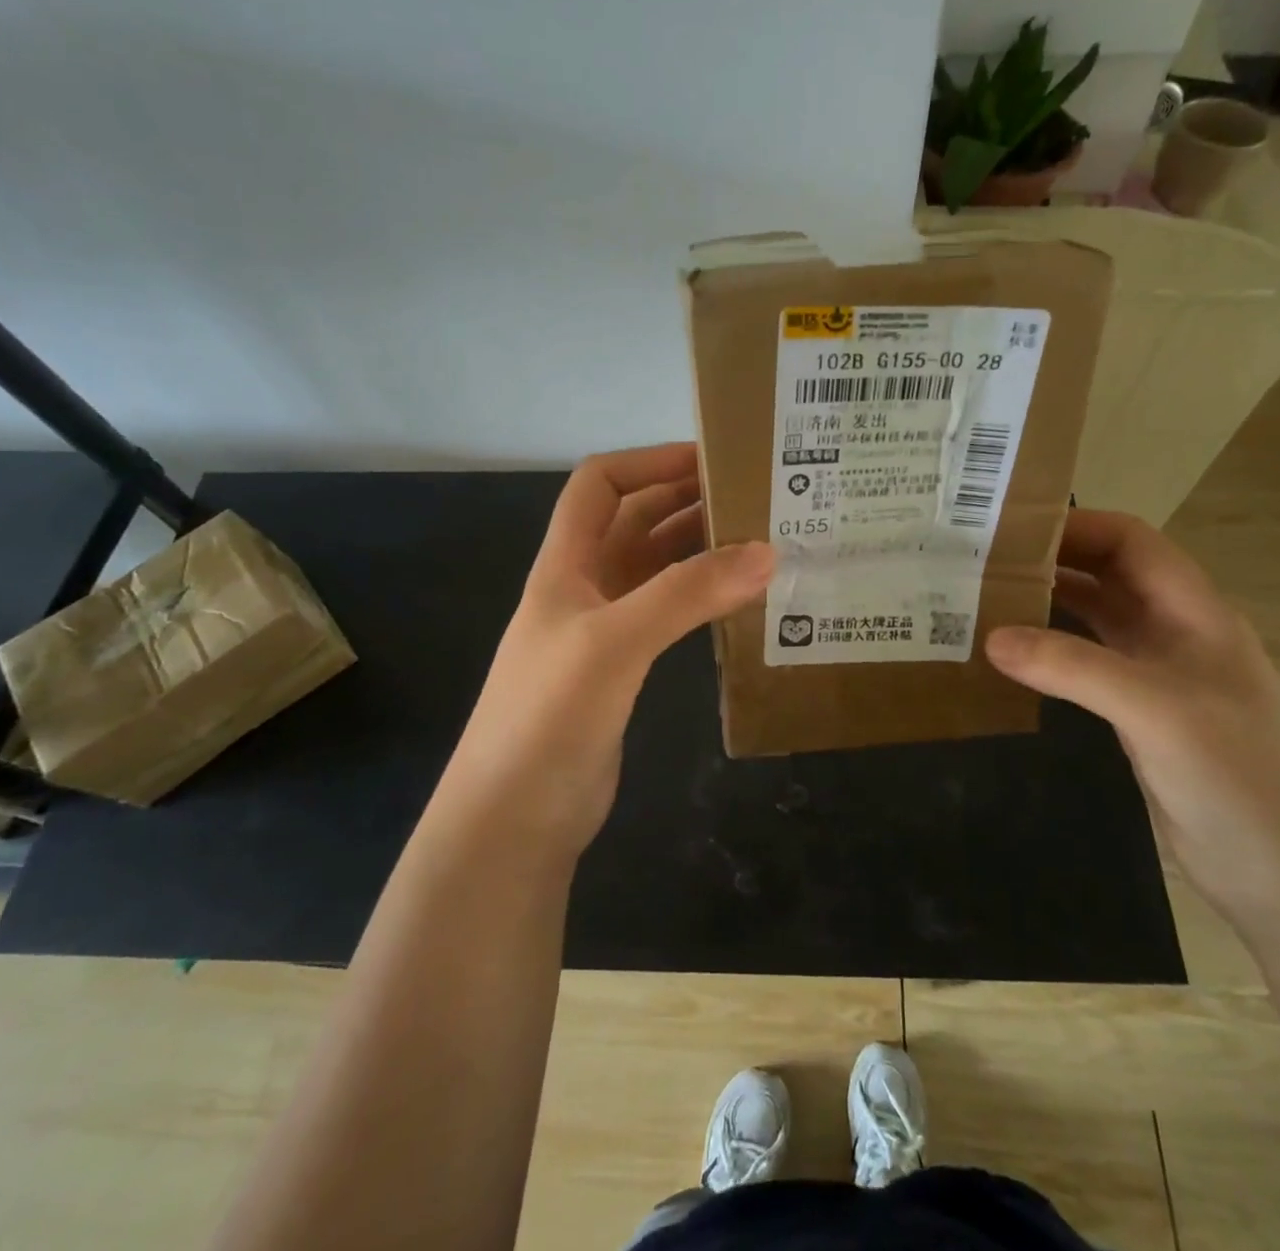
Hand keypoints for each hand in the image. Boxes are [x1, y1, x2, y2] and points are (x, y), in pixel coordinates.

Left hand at [445, 443, 774, 862]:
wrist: (513, 820)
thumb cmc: (548, 716)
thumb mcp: (614, 643)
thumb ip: (686, 594)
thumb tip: (767, 551)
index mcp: (565, 564)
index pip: (600, 484)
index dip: (650, 462)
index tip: (712, 459)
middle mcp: (583, 587)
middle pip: (634, 521)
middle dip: (686, 500)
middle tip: (755, 498)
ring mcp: (603, 630)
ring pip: (655, 568)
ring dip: (699, 549)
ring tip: (761, 542)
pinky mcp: (622, 670)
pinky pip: (667, 614)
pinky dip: (700, 598)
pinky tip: (738, 602)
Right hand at [984, 509, 1279, 925]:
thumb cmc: (1237, 775)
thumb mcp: (1155, 709)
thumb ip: (1072, 667)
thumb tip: (991, 637)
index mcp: (1194, 613)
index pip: (1133, 542)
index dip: (1078, 526)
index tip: (1012, 529)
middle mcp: (1176, 633)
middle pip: (1110, 575)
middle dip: (1053, 561)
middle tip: (984, 563)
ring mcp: (1158, 675)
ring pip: (1096, 618)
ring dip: (1048, 605)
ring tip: (985, 601)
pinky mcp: (1140, 714)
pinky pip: (1087, 664)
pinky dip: (1051, 652)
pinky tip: (1013, 658)